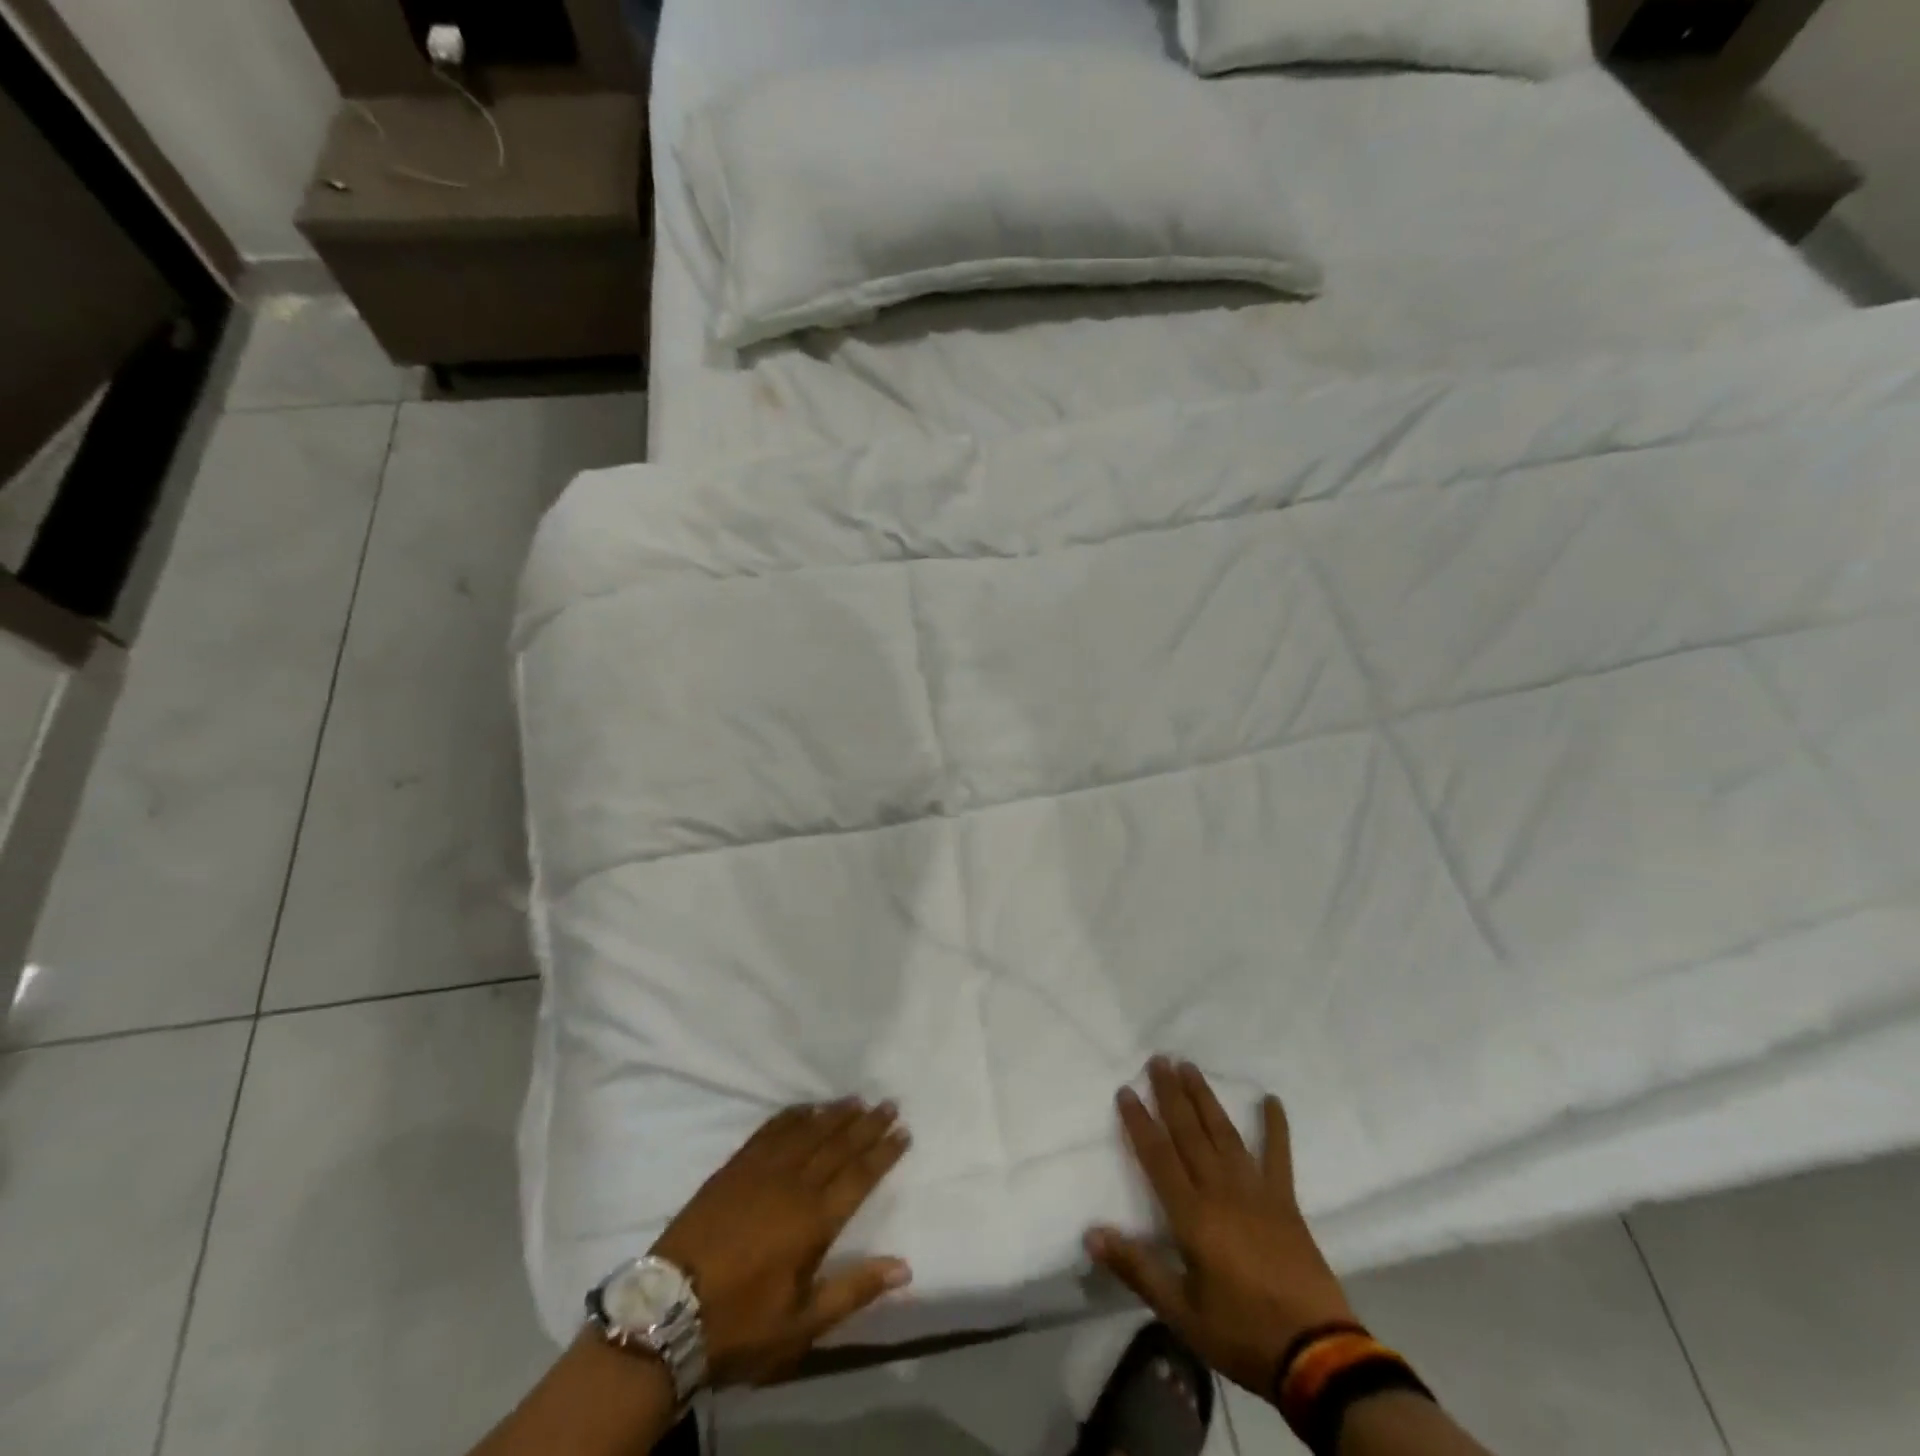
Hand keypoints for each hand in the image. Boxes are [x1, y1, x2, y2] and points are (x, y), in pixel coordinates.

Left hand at [651, 1099, 911, 1386]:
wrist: (667, 1311)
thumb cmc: (739, 1324)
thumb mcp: (800, 1324)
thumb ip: (853, 1290)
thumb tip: (904, 1267)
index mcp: (813, 1221)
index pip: (859, 1176)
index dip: (883, 1153)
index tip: (903, 1131)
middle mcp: (793, 1185)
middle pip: (838, 1145)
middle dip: (867, 1124)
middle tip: (889, 1103)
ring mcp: (761, 1171)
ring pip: (808, 1131)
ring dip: (834, 1114)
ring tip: (856, 1100)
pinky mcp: (734, 1167)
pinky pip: (770, 1130)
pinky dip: (792, 1116)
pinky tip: (804, 1108)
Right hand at [1085, 1058, 1356, 1396]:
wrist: (1317, 1356)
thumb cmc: (1242, 1333)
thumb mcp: (1181, 1313)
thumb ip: (1136, 1268)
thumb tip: (1091, 1233)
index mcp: (1192, 1215)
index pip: (1158, 1156)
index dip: (1139, 1122)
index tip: (1126, 1090)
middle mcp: (1221, 1190)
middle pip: (1189, 1133)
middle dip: (1171, 1094)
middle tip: (1158, 1059)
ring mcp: (1256, 1191)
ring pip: (1224, 1134)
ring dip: (1205, 1099)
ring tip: (1190, 1067)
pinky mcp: (1285, 1202)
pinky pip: (1279, 1157)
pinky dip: (1276, 1127)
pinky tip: (1272, 1100)